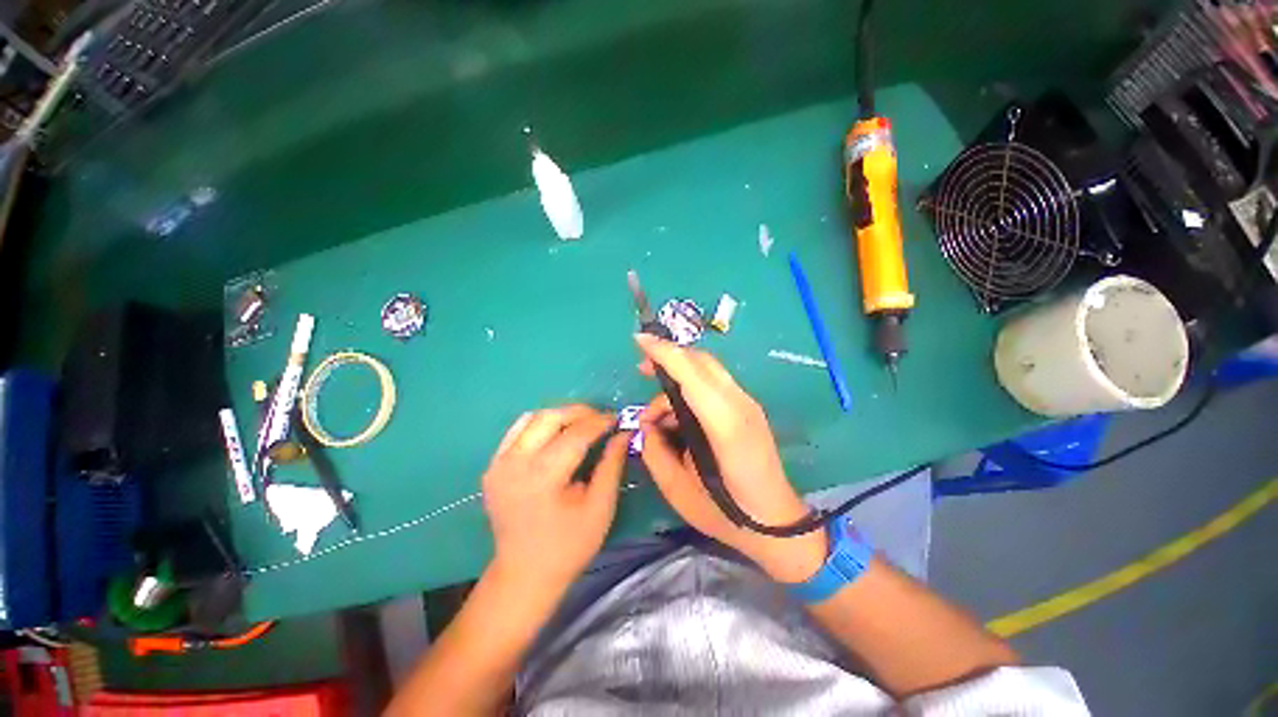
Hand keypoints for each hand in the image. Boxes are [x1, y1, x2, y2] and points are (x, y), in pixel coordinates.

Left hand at [482, 405, 629, 590]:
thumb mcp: (600, 507)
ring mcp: (498, 463)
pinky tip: (556, 434)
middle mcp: (515, 463)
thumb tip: (624, 433)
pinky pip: (517, 431)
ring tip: (581, 424)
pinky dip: (540, 424)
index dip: (599, 422)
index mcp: (543, 477)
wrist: (524, 574)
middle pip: (550, 417)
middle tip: (600, 418)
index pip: (575, 434)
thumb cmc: (568, 546)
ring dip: (560, 415)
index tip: (617, 419)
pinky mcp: (492, 466)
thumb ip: (611, 464)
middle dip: (580, 412)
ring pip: (531, 418)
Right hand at [634, 334, 826, 582]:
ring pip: (707, 370)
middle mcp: (740, 405)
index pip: (692, 374)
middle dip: (669, 355)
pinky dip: (690, 388)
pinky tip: (678, 415)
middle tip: (641, 368)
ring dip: (678, 378)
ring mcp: (748, 404)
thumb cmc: (726, 515)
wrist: (778, 525)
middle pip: (702, 361)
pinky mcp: (748, 408)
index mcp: (725, 426)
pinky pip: (713, 384)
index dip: (664, 352)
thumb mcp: (677, 490)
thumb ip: (654, 451)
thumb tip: (649, 424)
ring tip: (658, 414)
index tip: (639, 339)